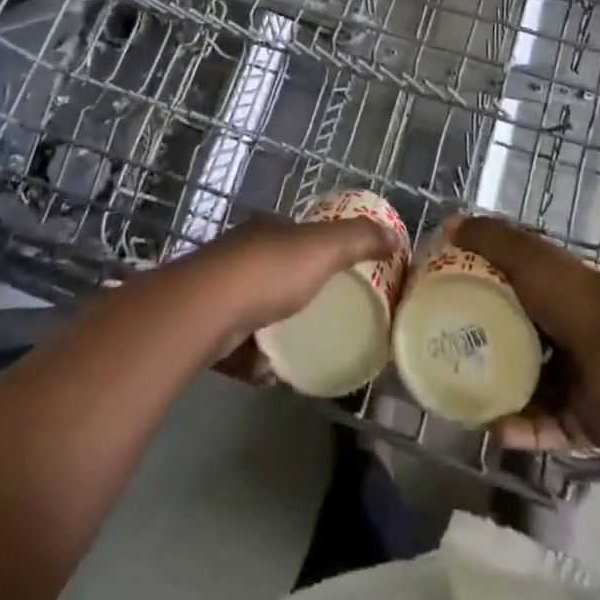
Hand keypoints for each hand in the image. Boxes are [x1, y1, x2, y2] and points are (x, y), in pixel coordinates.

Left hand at [190, 213, 399, 367]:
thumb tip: (395, 237)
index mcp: (268, 228)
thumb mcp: (323, 248)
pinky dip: (252, 355)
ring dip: (272, 323)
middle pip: (273, 266)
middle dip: (293, 287)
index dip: (316, 246)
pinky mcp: (204, 325)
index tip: (336, 270)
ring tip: (298, 345)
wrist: (206, 310)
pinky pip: (236, 341)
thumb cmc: (269, 271)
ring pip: (253, 304)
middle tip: (322, 312)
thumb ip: (359, 239)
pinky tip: (268, 371)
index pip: (296, 231)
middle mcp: (240, 252)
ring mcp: (219, 287)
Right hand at [443, 214, 599, 448]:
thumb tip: (446, 224)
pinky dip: (519, 430)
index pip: (505, 286)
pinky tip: (493, 430)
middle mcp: (558, 328)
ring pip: (523, 387)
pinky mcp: (578, 419)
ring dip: (495, 396)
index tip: (439, 302)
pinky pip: (541, 426)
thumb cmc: (572, 298)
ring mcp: (570, 376)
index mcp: (547, 288)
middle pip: (510, 338)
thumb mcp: (526, 255)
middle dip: (479, 349)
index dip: (474, 290)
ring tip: (461, 401)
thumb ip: (488, 237)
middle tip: (443, 358)